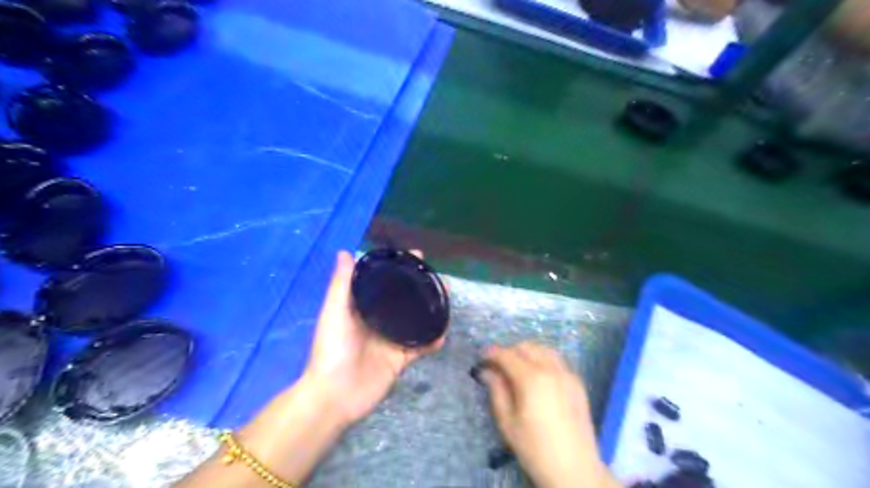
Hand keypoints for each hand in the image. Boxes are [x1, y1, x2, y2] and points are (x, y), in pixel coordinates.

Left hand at [181, 252, 442, 487]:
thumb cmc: (332, 349)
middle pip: (405, 299)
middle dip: (422, 288)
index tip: (417, 256)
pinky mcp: (400, 359)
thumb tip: (344, 251)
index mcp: (363, 307)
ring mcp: (391, 340)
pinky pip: (420, 346)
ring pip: (416, 321)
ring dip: (431, 311)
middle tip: (440, 279)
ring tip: (447, 299)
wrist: (335, 394)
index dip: (400, 268)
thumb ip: (341, 283)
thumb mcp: (334, 311)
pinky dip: (432, 340)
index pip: (385, 282)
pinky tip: (443, 333)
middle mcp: (379, 320)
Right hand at [483, 344, 616, 487]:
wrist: (575, 469)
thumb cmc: (535, 448)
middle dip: (510, 351)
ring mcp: (568, 374)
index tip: (482, 356)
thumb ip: (497, 391)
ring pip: (544, 350)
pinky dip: (544, 359)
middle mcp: (551, 370)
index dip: (492, 353)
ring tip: (518, 367)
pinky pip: (558, 361)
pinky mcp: (578, 383)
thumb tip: (487, 371)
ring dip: (528, 352)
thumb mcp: (507, 422)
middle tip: (498, 365)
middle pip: (527, 347)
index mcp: (531, 379)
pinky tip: (538, 376)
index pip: (507, 355)